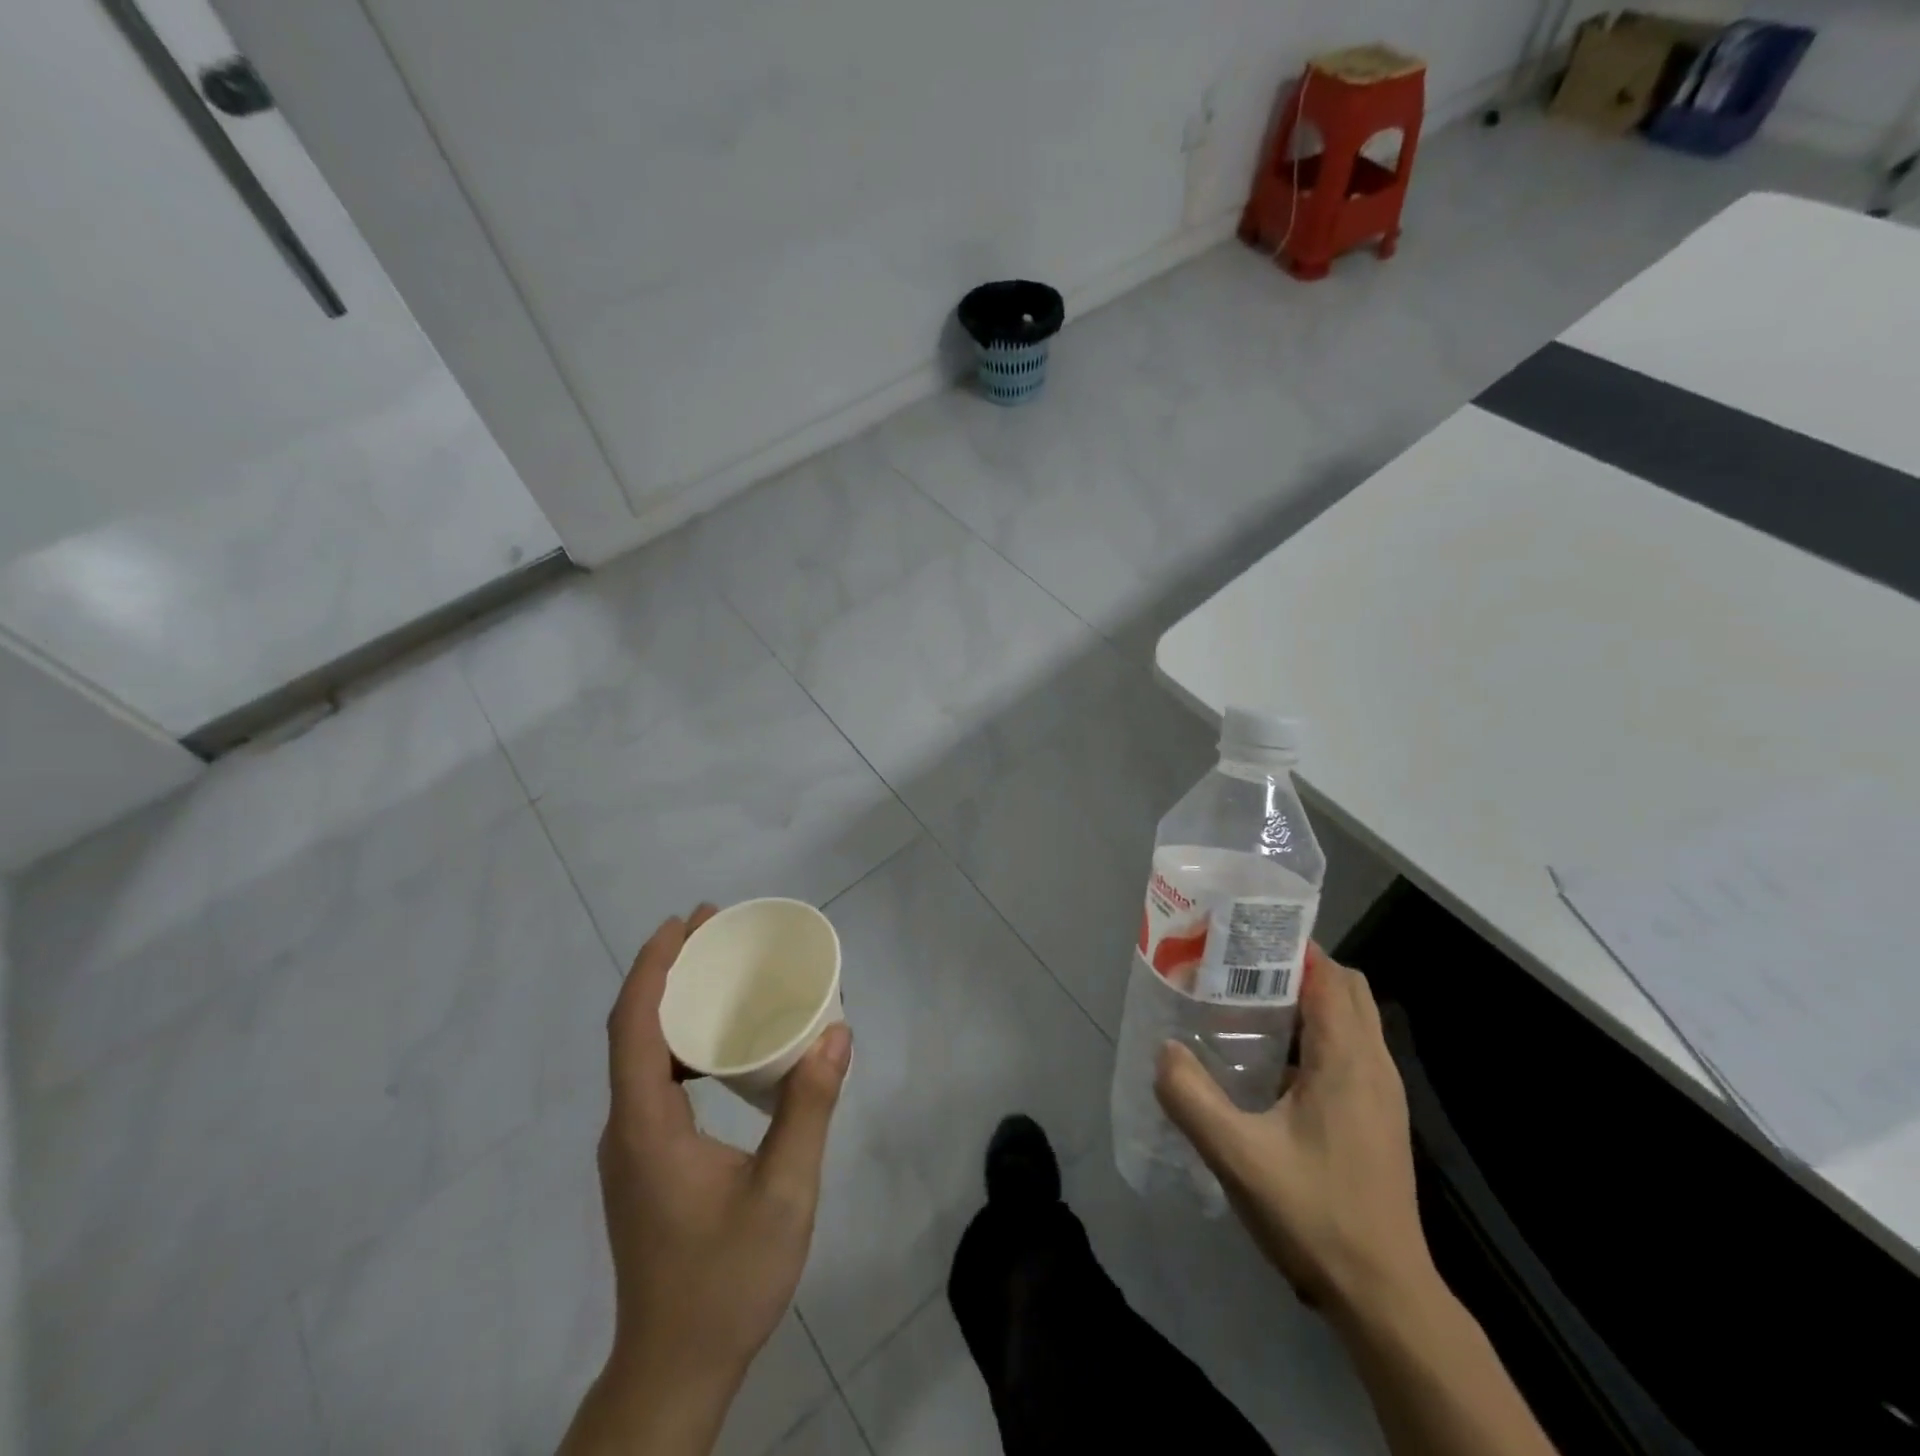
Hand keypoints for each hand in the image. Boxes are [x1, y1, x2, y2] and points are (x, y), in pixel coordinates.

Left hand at [597, 906, 852, 1392]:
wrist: (673, 1372)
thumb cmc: (725, 1281)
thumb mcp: (783, 1193)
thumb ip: (810, 1108)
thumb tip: (838, 1031)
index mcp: (646, 1125)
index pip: (635, 1024)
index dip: (655, 965)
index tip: (686, 921)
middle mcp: (626, 1127)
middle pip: (634, 1028)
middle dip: (668, 970)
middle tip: (714, 930)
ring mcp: (631, 1147)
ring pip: (640, 1055)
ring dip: (673, 1004)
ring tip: (719, 972)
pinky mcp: (643, 1162)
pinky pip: (653, 1080)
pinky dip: (679, 1042)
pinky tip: (718, 1044)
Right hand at [1154, 944, 1430, 1315]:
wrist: (1385, 1297)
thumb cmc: (1314, 1216)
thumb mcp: (1237, 1157)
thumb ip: (1192, 1097)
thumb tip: (1165, 1050)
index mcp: (1346, 1060)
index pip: (1328, 974)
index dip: (1289, 948)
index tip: (1241, 942)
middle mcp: (1373, 1065)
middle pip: (1345, 987)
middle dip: (1297, 968)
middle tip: (1241, 973)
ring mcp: (1382, 1093)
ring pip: (1352, 1019)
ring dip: (1308, 1001)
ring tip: (1249, 1008)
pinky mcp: (1379, 1117)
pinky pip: (1352, 1050)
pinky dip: (1318, 1035)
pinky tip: (1272, 1066)